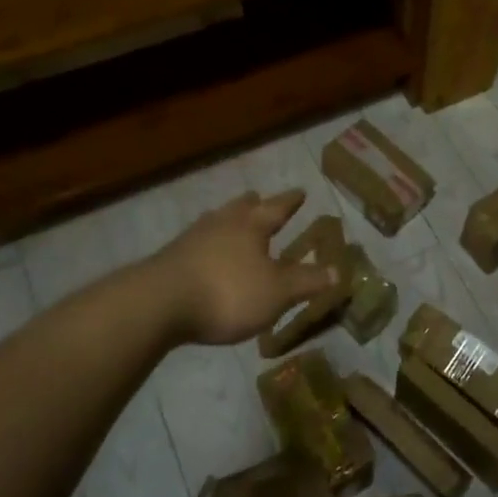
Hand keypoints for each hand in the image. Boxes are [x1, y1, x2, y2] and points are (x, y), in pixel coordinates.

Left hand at [143, 190, 339, 347]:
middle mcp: (223, 223)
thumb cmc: (227, 292)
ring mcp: (192, 239)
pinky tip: (203, 254)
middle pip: (241, 207)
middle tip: (259, 198)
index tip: (301, 191)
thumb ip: (307, 281)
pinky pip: (195, 243)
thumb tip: (339, 271)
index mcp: (252, 226)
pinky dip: (206, 244)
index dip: (291, 201)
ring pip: (215, 221)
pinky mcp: (169, 259)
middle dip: (253, 204)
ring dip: (226, 220)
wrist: (157, 304)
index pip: (277, 207)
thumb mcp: (277, 292)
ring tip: (230, 221)